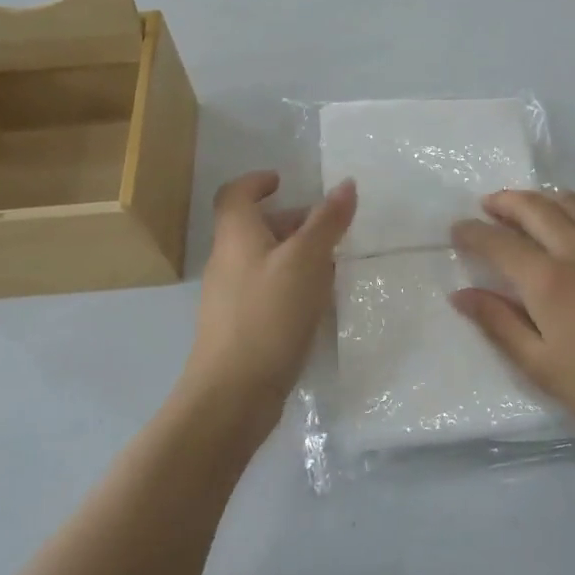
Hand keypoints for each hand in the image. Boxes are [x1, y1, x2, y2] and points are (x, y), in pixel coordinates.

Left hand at [183, 171, 355, 435]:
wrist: (233, 393)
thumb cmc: (269, 314)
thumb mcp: (306, 261)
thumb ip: (327, 222)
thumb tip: (346, 184)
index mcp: (236, 235)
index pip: (236, 194)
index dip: (257, 182)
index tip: (283, 181)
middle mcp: (227, 260)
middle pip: (254, 227)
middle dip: (290, 221)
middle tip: (327, 228)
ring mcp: (230, 297)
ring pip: (264, 261)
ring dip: (295, 255)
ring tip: (332, 265)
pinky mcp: (240, 327)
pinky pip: (267, 291)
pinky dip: (291, 285)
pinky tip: (316, 303)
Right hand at [450, 190, 574, 447]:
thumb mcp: (542, 366)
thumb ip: (498, 324)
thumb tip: (462, 294)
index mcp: (549, 280)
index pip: (498, 242)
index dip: (472, 232)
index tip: (457, 230)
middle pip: (532, 207)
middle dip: (502, 202)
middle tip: (486, 207)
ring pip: (568, 201)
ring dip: (539, 199)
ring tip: (525, 211)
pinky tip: (574, 222)